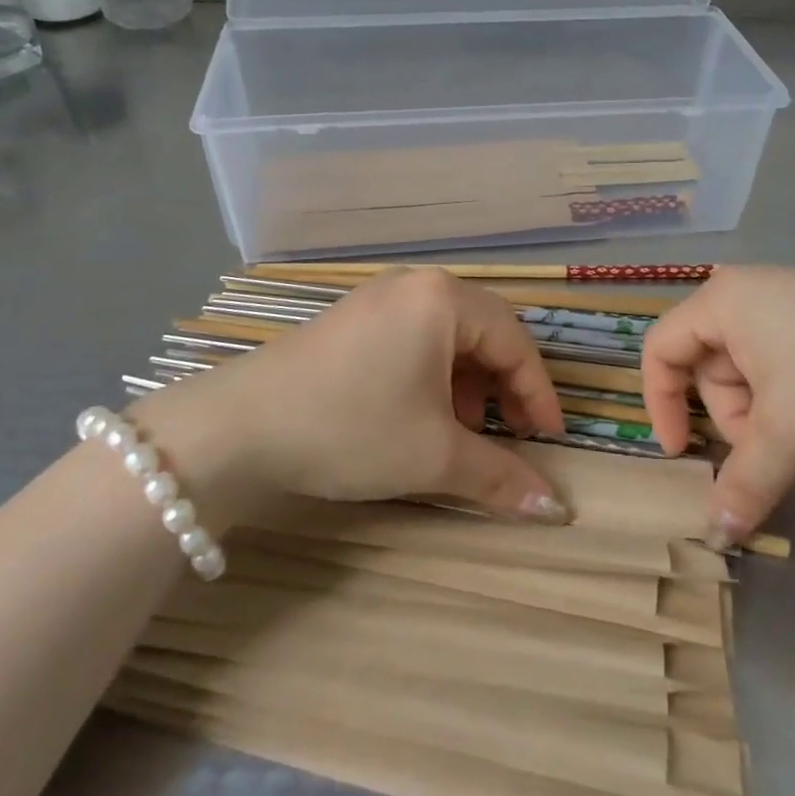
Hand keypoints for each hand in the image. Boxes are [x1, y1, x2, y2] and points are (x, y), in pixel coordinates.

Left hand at [131, 268, 570, 521]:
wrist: (237, 427)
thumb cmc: (350, 427)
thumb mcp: (433, 455)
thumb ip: (500, 477)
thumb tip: (557, 510)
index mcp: (443, 299)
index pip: (515, 342)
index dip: (539, 394)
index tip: (549, 442)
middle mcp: (415, 285)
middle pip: (484, 333)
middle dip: (503, 388)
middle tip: (511, 435)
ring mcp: (379, 298)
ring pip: (448, 338)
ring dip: (467, 385)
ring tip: (460, 432)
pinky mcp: (353, 319)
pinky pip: (415, 339)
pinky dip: (432, 377)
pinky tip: (419, 414)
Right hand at [642, 267, 794, 546]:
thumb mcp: (788, 428)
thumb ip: (744, 481)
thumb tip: (715, 535)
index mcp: (721, 302)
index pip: (661, 349)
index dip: (660, 404)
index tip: (682, 454)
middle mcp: (747, 297)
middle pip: (708, 368)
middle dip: (732, 420)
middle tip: (770, 452)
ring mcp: (790, 308)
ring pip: (751, 376)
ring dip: (768, 419)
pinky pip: (785, 372)